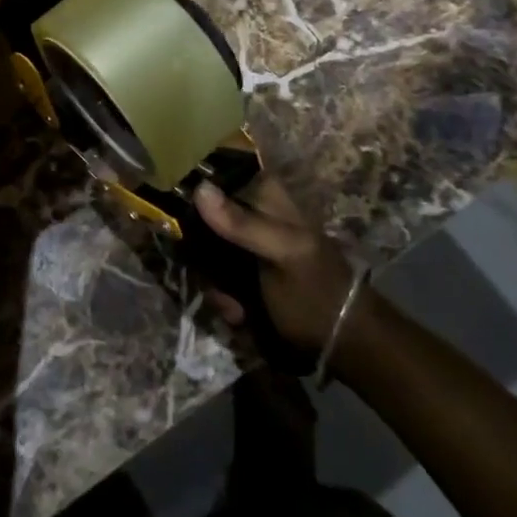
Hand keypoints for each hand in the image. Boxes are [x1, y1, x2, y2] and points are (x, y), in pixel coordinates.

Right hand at [194, 176, 358, 354]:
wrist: (343, 344)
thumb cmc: (317, 290)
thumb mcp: (283, 253)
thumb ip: (242, 223)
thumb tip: (199, 188)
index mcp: (264, 194)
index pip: (217, 172)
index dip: (192, 187)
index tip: (173, 209)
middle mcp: (249, 213)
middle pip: (200, 214)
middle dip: (199, 250)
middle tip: (210, 275)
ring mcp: (242, 245)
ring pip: (201, 249)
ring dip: (212, 281)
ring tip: (233, 306)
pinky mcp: (238, 274)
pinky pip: (212, 277)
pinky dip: (221, 298)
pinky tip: (238, 315)